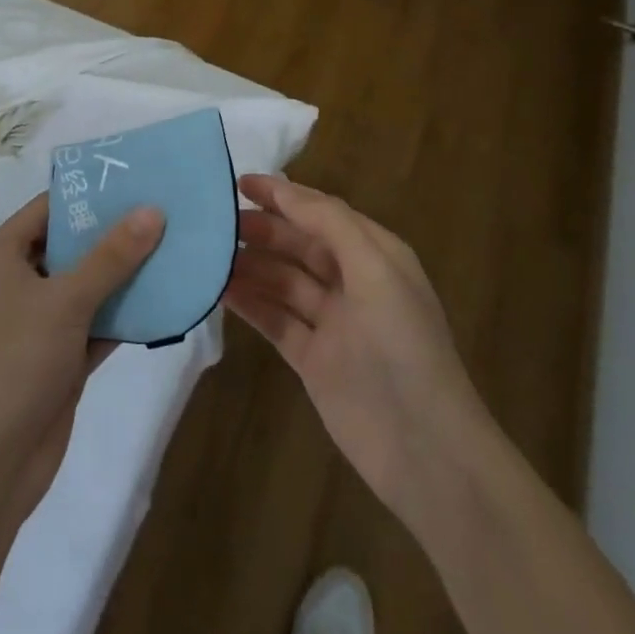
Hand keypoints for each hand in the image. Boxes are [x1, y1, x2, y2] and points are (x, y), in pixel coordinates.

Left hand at [0, 192, 163, 521]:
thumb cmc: (16, 363)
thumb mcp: (65, 300)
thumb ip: (111, 255)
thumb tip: (152, 209)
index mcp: (2, 256)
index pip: (49, 208)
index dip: (89, 193)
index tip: (136, 180)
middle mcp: (17, 282)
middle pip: (70, 245)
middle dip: (114, 233)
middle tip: (164, 210)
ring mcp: (37, 323)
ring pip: (87, 285)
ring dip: (124, 274)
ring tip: (174, 246)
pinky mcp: (58, 357)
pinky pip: (96, 322)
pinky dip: (124, 313)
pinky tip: (165, 298)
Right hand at [223, 173, 487, 535]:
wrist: (425, 451)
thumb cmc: (403, 346)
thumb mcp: (375, 269)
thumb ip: (330, 223)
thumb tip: (284, 190)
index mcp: (375, 255)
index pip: (322, 212)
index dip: (283, 195)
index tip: (239, 182)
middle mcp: (354, 283)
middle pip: (299, 244)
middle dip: (262, 229)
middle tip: (216, 222)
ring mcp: (333, 324)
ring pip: (283, 281)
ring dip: (251, 265)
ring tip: (208, 254)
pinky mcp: (313, 361)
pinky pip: (275, 320)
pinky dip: (250, 303)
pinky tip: (220, 291)